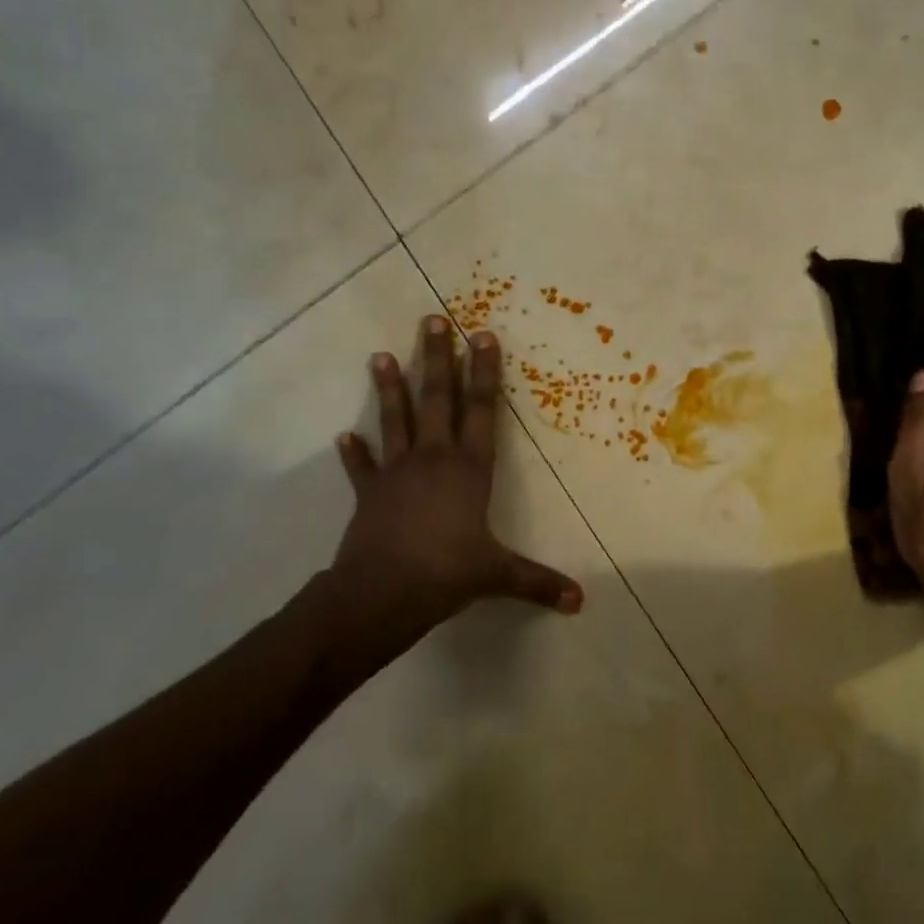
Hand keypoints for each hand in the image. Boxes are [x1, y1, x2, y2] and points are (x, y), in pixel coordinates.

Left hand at [330, 316, 582, 639]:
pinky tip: (344, 436)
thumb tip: (579, 602)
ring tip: (381, 355)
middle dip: (438, 358)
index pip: (482, 410)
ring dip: (390, 387)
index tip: (482, 336)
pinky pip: (362, 467)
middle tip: (433, 320)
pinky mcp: (370, 492)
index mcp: (470, 468)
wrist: (381, 593)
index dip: (485, 372)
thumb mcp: (497, 575)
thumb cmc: (446, 573)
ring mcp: (398, 471)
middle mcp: (434, 458)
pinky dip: (354, 453)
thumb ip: (538, 582)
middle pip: (437, 399)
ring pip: (396, 419)